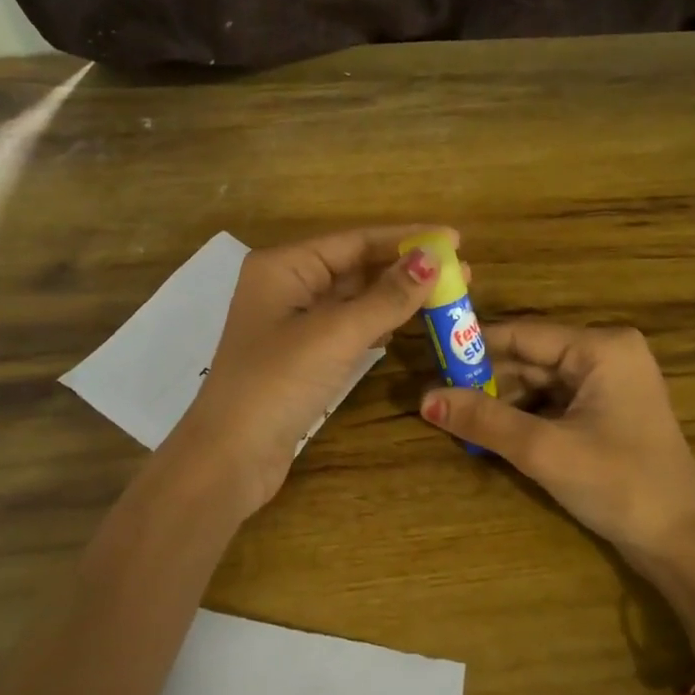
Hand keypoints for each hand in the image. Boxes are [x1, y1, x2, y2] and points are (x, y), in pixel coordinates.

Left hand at [170, 226, 452, 517]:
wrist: (231, 456)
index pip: (355, 241)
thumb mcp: (336, 333)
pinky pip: (349, 329)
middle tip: (463, 272)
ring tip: (448, 296)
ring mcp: (293, 325)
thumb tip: (433, 257)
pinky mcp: (302, 358)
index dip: (407, 239)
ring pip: (355, 301)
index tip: (456, 239)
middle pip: (356, 268)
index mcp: (284, 267)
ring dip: (398, 298)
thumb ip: (387, 296)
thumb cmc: (278, 383)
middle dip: (407, 269)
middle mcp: (287, 287)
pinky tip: (410, 324)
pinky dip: (380, 325)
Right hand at [420, 321, 694, 644]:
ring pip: (539, 383)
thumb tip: (424, 399)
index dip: (474, 346)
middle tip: (437, 400)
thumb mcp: (544, 450)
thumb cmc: (618, 484)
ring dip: (502, 403)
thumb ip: (484, 419)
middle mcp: (607, 355)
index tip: (430, 359)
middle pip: (530, 358)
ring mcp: (609, 385)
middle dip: (486, 381)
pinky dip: (523, 418)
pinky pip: (554, 404)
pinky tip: (491, 435)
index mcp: (601, 347)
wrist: (680, 542)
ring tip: (456, 420)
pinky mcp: (606, 413)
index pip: (523, 334)